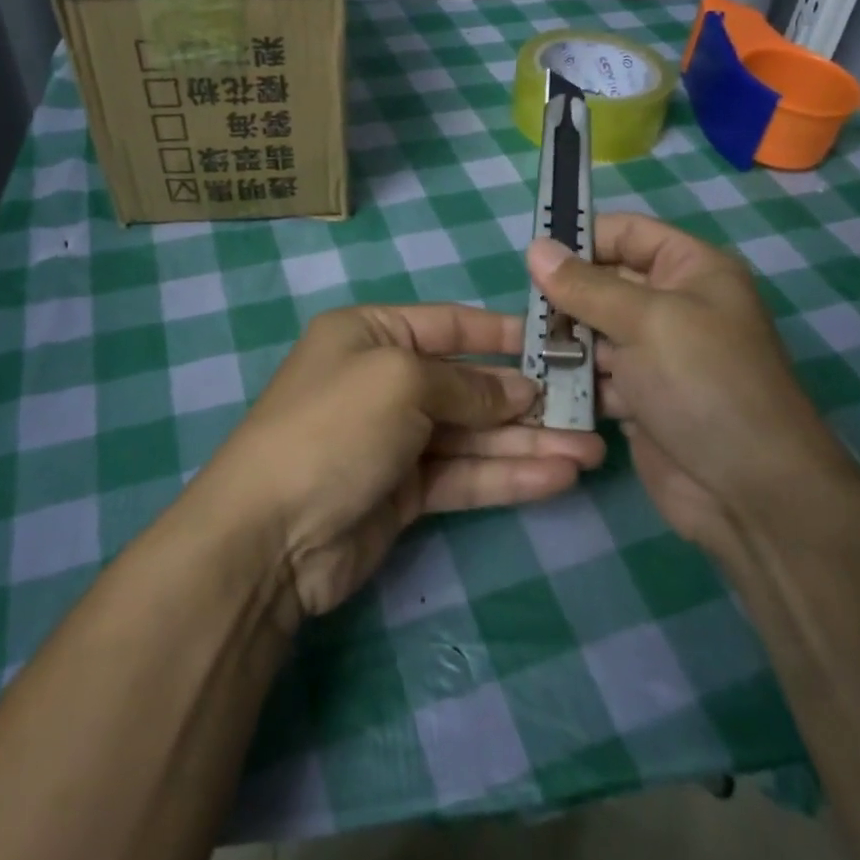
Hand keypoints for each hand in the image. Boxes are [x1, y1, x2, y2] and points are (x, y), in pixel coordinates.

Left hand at [200, 305, 605, 620]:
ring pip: (474, 436)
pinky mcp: (404, 493)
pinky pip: (464, 475)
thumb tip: (521, 389)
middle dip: (527, 399)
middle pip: (469, 385)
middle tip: (590, 411)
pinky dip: (508, 476)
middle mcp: (384, 381)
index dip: (504, 334)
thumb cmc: (334, 427)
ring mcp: (394, 440)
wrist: (269, 535)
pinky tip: (557, 478)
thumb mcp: (401, 381)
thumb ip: (468, 385)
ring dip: (529, 443)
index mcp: (371, 334)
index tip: (559, 343)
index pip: (450, 325)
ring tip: (590, 452)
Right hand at [526, 214, 848, 546]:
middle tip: (521, 311)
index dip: (582, 237)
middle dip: (564, 295)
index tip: (531, 256)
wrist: (750, 491)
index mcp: (691, 271)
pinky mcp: (640, 399)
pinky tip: (539, 386)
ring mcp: (656, 356)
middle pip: (605, 283)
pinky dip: (571, 380)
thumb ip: (586, 286)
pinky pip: (596, 376)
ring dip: (562, 340)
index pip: (628, 233)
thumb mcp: (646, 321)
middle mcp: (674, 306)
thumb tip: (536, 247)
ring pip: (594, 332)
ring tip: (525, 349)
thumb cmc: (704, 384)